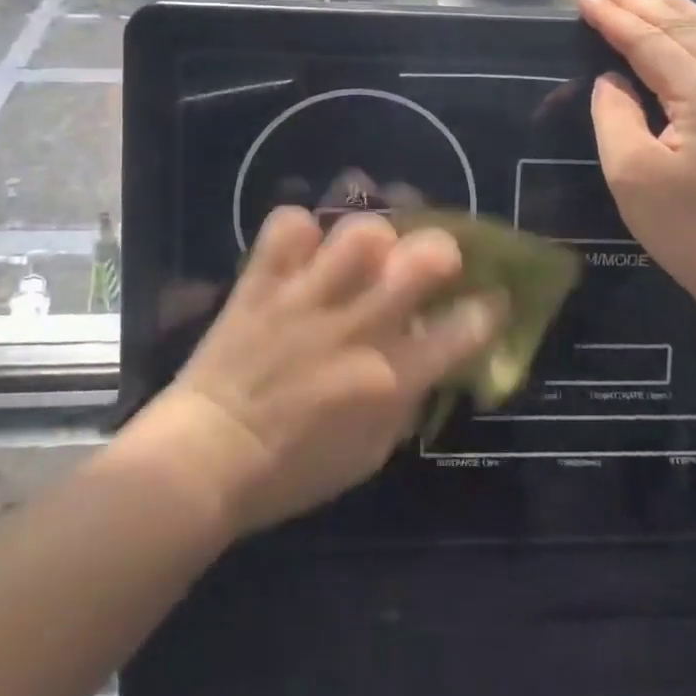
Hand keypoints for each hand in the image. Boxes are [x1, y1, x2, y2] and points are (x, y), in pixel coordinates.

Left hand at [127, 207, 502, 535]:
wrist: (208, 458)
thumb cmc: (293, 470)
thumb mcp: (370, 454)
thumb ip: (406, 399)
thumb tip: (427, 352)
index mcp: (391, 378)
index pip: (465, 328)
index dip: (488, 308)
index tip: (487, 301)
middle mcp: (358, 327)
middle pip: (426, 258)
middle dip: (442, 252)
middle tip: (429, 263)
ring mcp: (308, 298)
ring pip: (361, 231)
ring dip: (371, 238)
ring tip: (362, 253)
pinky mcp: (264, 282)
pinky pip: (287, 225)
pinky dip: (299, 230)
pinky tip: (302, 250)